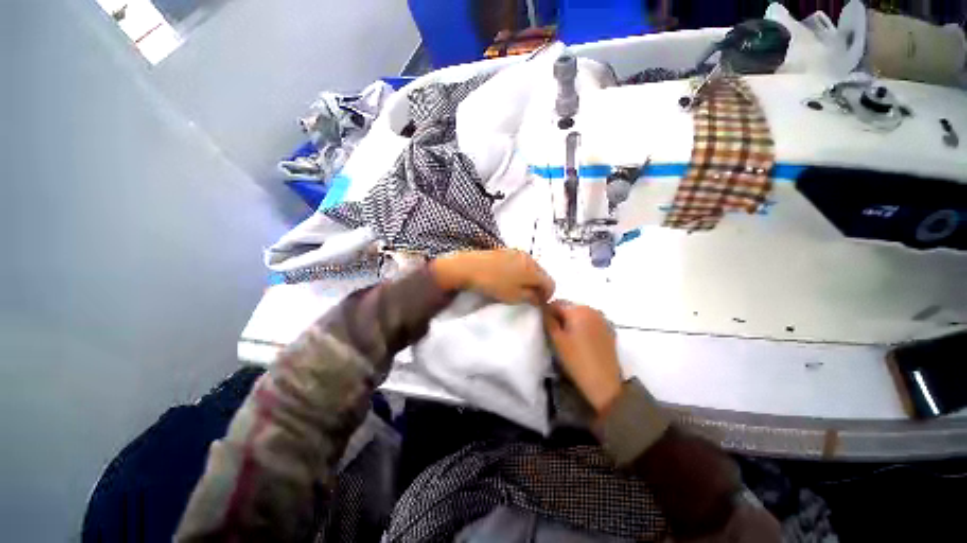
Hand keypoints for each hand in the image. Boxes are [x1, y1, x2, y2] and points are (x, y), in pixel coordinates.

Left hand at [431, 249, 554, 304]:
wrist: (469, 267)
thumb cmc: (494, 284)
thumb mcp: (515, 296)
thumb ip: (532, 298)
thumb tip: (540, 298)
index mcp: (534, 269)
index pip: (550, 283)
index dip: (547, 296)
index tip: (538, 304)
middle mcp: (529, 257)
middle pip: (542, 274)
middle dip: (539, 286)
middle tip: (529, 297)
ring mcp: (516, 252)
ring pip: (531, 267)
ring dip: (529, 279)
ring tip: (517, 288)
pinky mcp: (505, 250)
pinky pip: (520, 262)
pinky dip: (520, 271)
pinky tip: (508, 278)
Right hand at [543, 301, 622, 413]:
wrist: (604, 383)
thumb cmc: (576, 359)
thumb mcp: (556, 339)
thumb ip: (548, 320)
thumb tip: (544, 309)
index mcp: (578, 310)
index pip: (556, 303)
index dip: (547, 313)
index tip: (544, 326)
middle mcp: (592, 310)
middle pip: (569, 308)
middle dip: (560, 317)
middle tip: (554, 334)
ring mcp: (602, 319)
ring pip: (579, 315)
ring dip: (571, 322)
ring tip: (567, 339)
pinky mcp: (608, 330)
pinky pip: (590, 322)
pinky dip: (583, 327)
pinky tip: (581, 342)